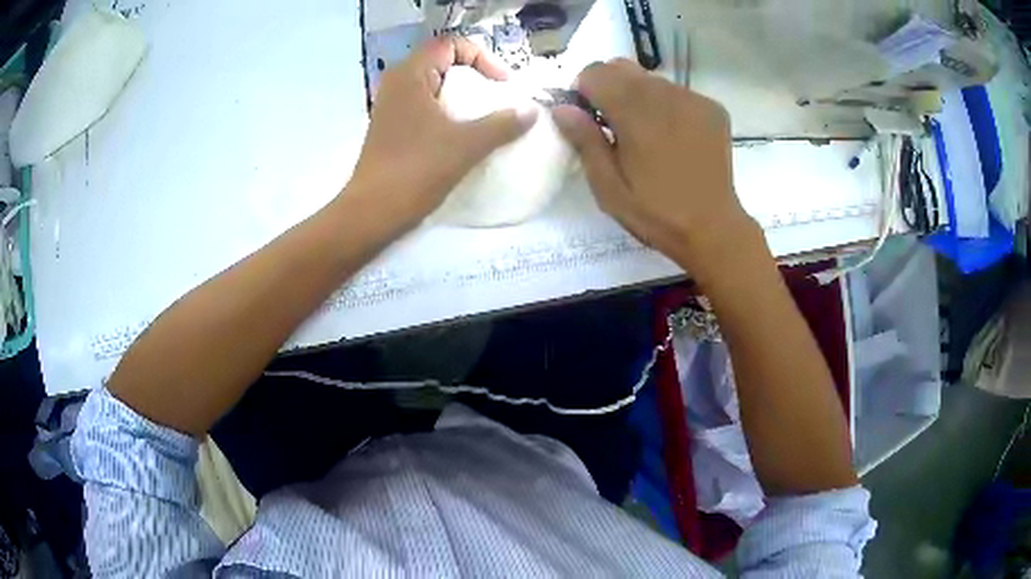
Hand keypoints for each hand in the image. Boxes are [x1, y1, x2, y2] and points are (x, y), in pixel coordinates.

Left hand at [347, 37, 537, 232]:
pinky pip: (426, 108)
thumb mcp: (466, 144)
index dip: (482, 58)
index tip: (502, 84)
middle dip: (475, 77)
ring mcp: (392, 108)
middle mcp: (397, 84)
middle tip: (498, 99)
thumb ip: (502, 124)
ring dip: (462, 98)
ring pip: (434, 88)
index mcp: (410, 75)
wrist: (372, 213)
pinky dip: (448, 114)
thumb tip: (531, 111)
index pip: (450, 45)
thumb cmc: (416, 170)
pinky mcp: (392, 129)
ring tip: (486, 118)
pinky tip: (464, 136)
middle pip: (443, 64)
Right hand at [552, 59, 755, 274]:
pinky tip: (673, 137)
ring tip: (646, 134)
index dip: (583, 92)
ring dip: (638, 96)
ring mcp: (692, 98)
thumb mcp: (608, 187)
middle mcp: (664, 93)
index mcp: (634, 111)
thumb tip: (561, 108)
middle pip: (621, 67)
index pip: (594, 73)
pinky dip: (666, 105)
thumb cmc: (655, 213)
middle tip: (613, 126)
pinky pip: (677, 92)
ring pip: (650, 78)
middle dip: (608, 88)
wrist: (713, 229)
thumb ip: (584, 141)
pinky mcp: (712, 108)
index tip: (588, 119)